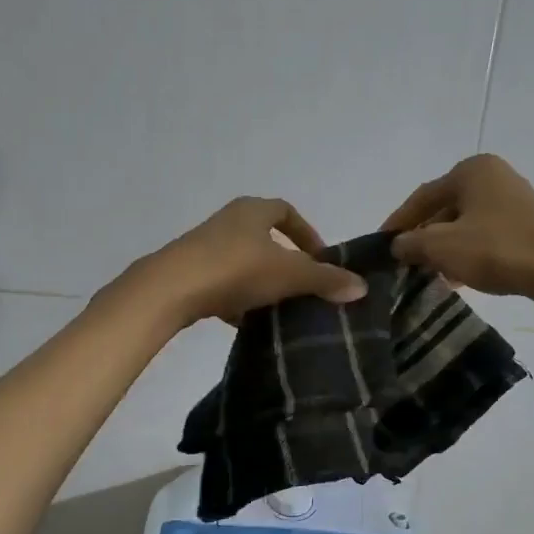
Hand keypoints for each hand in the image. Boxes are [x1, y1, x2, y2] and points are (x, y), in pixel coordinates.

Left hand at [126, 197, 366, 328]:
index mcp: (252, 210)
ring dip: (260, 281)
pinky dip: (237, 299)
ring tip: (278, 308)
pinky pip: (222, 283)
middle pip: (263, 237)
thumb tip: (362, 287)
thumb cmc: (236, 269)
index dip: (306, 233)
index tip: (321, 258)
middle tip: (302, 286)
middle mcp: (227, 221)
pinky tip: (245, 322)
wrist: (171, 289)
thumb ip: (325, 280)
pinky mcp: (188, 273)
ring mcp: (204, 247)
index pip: (286, 212)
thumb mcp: (289, 274)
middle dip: (284, 261)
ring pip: (242, 262)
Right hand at [380, 154, 533, 305]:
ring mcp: (513, 201)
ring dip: (444, 249)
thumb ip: (411, 243)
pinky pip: (485, 237)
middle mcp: (493, 177)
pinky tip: (456, 278)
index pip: (421, 197)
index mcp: (471, 171)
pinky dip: (467, 254)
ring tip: (427, 274)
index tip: (380, 245)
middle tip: (403, 262)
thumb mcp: (441, 247)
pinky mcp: (527, 226)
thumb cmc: (497, 249)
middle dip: (422, 237)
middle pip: (444, 209)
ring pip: (464, 225)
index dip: (397, 223)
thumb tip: (397, 245)